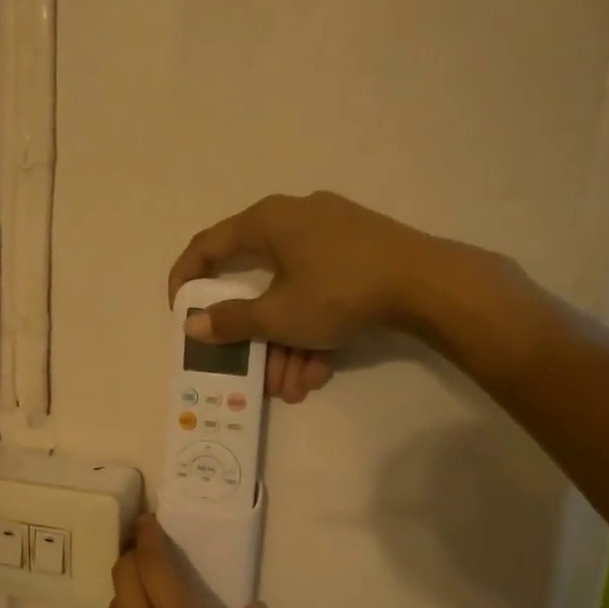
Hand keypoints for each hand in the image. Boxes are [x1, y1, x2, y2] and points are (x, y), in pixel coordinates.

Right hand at [168, 193, 483, 398]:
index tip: (179, 312)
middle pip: (256, 281)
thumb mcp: (277, 315)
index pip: (208, 245)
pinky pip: (321, 291)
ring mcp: (331, 234)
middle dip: (253, 336)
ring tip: (293, 388)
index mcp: (267, 221)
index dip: (185, 278)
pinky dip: (314, 329)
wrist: (430, 284)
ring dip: (286, 344)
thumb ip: (230, 321)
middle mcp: (294, 219)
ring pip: (292, 293)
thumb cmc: (338, 291)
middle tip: (250, 368)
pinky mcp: (360, 252)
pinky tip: (319, 372)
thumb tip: (193, 324)